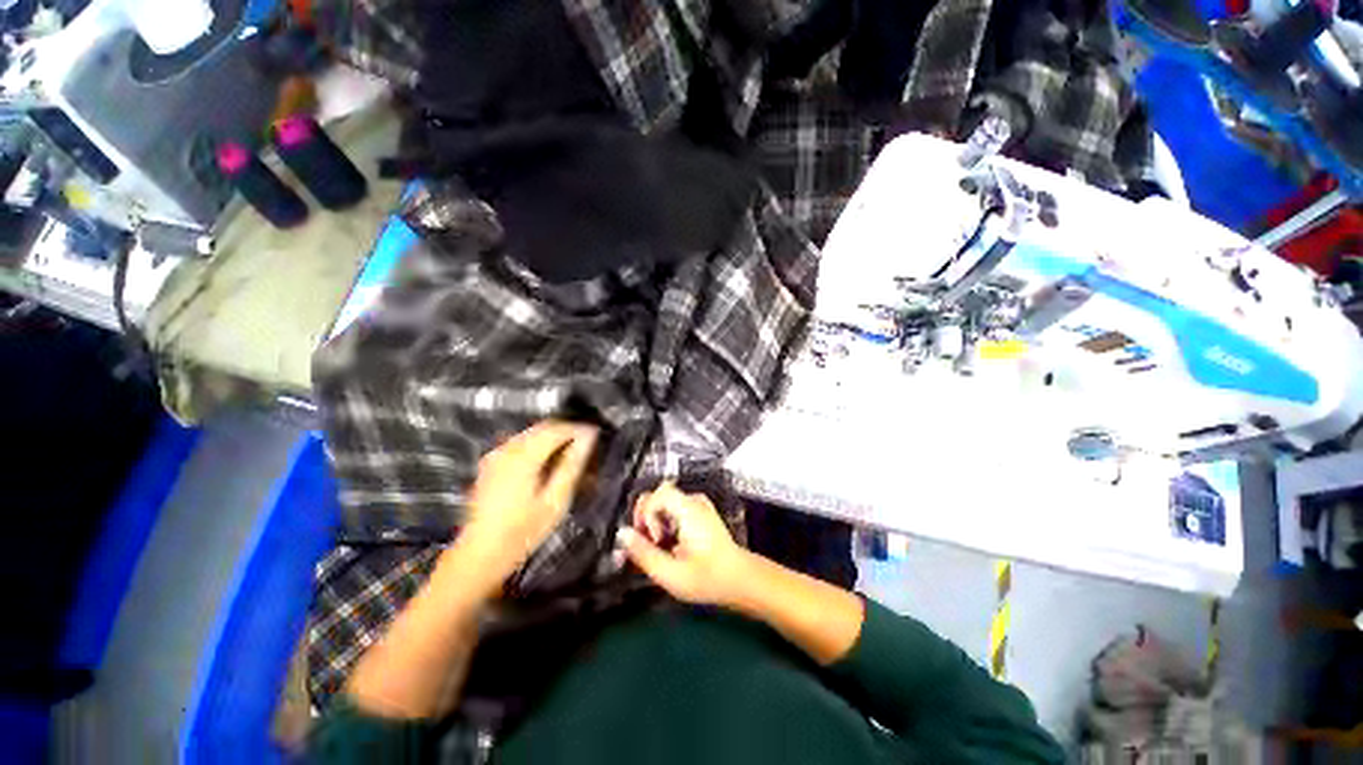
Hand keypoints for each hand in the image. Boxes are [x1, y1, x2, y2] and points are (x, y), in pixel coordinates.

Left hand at [454, 421, 597, 595]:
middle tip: (587, 444)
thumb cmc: (522, 532)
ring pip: (531, 434)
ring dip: (553, 437)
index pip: (557, 429)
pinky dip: (538, 445)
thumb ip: (572, 466)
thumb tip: (588, 438)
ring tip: (571, 453)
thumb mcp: (555, 501)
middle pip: (542, 427)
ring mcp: (496, 455)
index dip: (579, 429)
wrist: (479, 555)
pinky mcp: (491, 464)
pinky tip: (548, 462)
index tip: (597, 435)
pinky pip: (520, 443)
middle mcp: (507, 448)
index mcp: (523, 456)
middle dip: (567, 431)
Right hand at [617, 482, 751, 606]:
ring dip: (656, 520)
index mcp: (688, 510)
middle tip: (652, 543)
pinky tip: (672, 542)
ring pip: (665, 501)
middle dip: (648, 516)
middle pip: (659, 494)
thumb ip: (644, 553)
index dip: (646, 514)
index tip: (653, 539)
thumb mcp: (671, 574)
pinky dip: (666, 521)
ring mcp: (699, 505)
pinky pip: (675, 507)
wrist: (741, 579)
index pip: (657, 493)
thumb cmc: (708, 579)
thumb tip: (621, 534)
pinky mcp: (701, 512)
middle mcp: (694, 501)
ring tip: (662, 545)